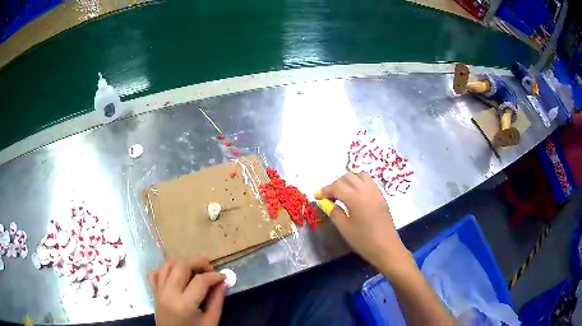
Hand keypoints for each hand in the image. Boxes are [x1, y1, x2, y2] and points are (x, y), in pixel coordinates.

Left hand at [149, 257, 226, 325]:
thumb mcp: (211, 321)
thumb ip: (217, 301)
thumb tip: (224, 282)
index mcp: (184, 304)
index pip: (200, 281)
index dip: (214, 276)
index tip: (223, 276)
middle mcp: (168, 293)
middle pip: (181, 265)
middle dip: (198, 262)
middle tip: (210, 268)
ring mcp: (158, 291)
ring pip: (167, 264)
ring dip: (182, 262)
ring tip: (195, 268)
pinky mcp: (154, 292)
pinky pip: (155, 272)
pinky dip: (165, 268)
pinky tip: (176, 273)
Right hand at [321, 172, 412, 274]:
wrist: (386, 248)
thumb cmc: (363, 240)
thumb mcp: (344, 228)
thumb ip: (334, 212)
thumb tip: (325, 202)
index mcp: (356, 198)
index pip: (337, 186)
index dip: (325, 190)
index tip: (317, 196)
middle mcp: (366, 190)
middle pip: (348, 176)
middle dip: (336, 184)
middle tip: (329, 197)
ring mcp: (376, 192)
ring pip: (360, 175)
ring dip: (349, 180)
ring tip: (343, 193)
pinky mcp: (381, 196)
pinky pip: (369, 181)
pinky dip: (359, 183)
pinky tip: (356, 196)